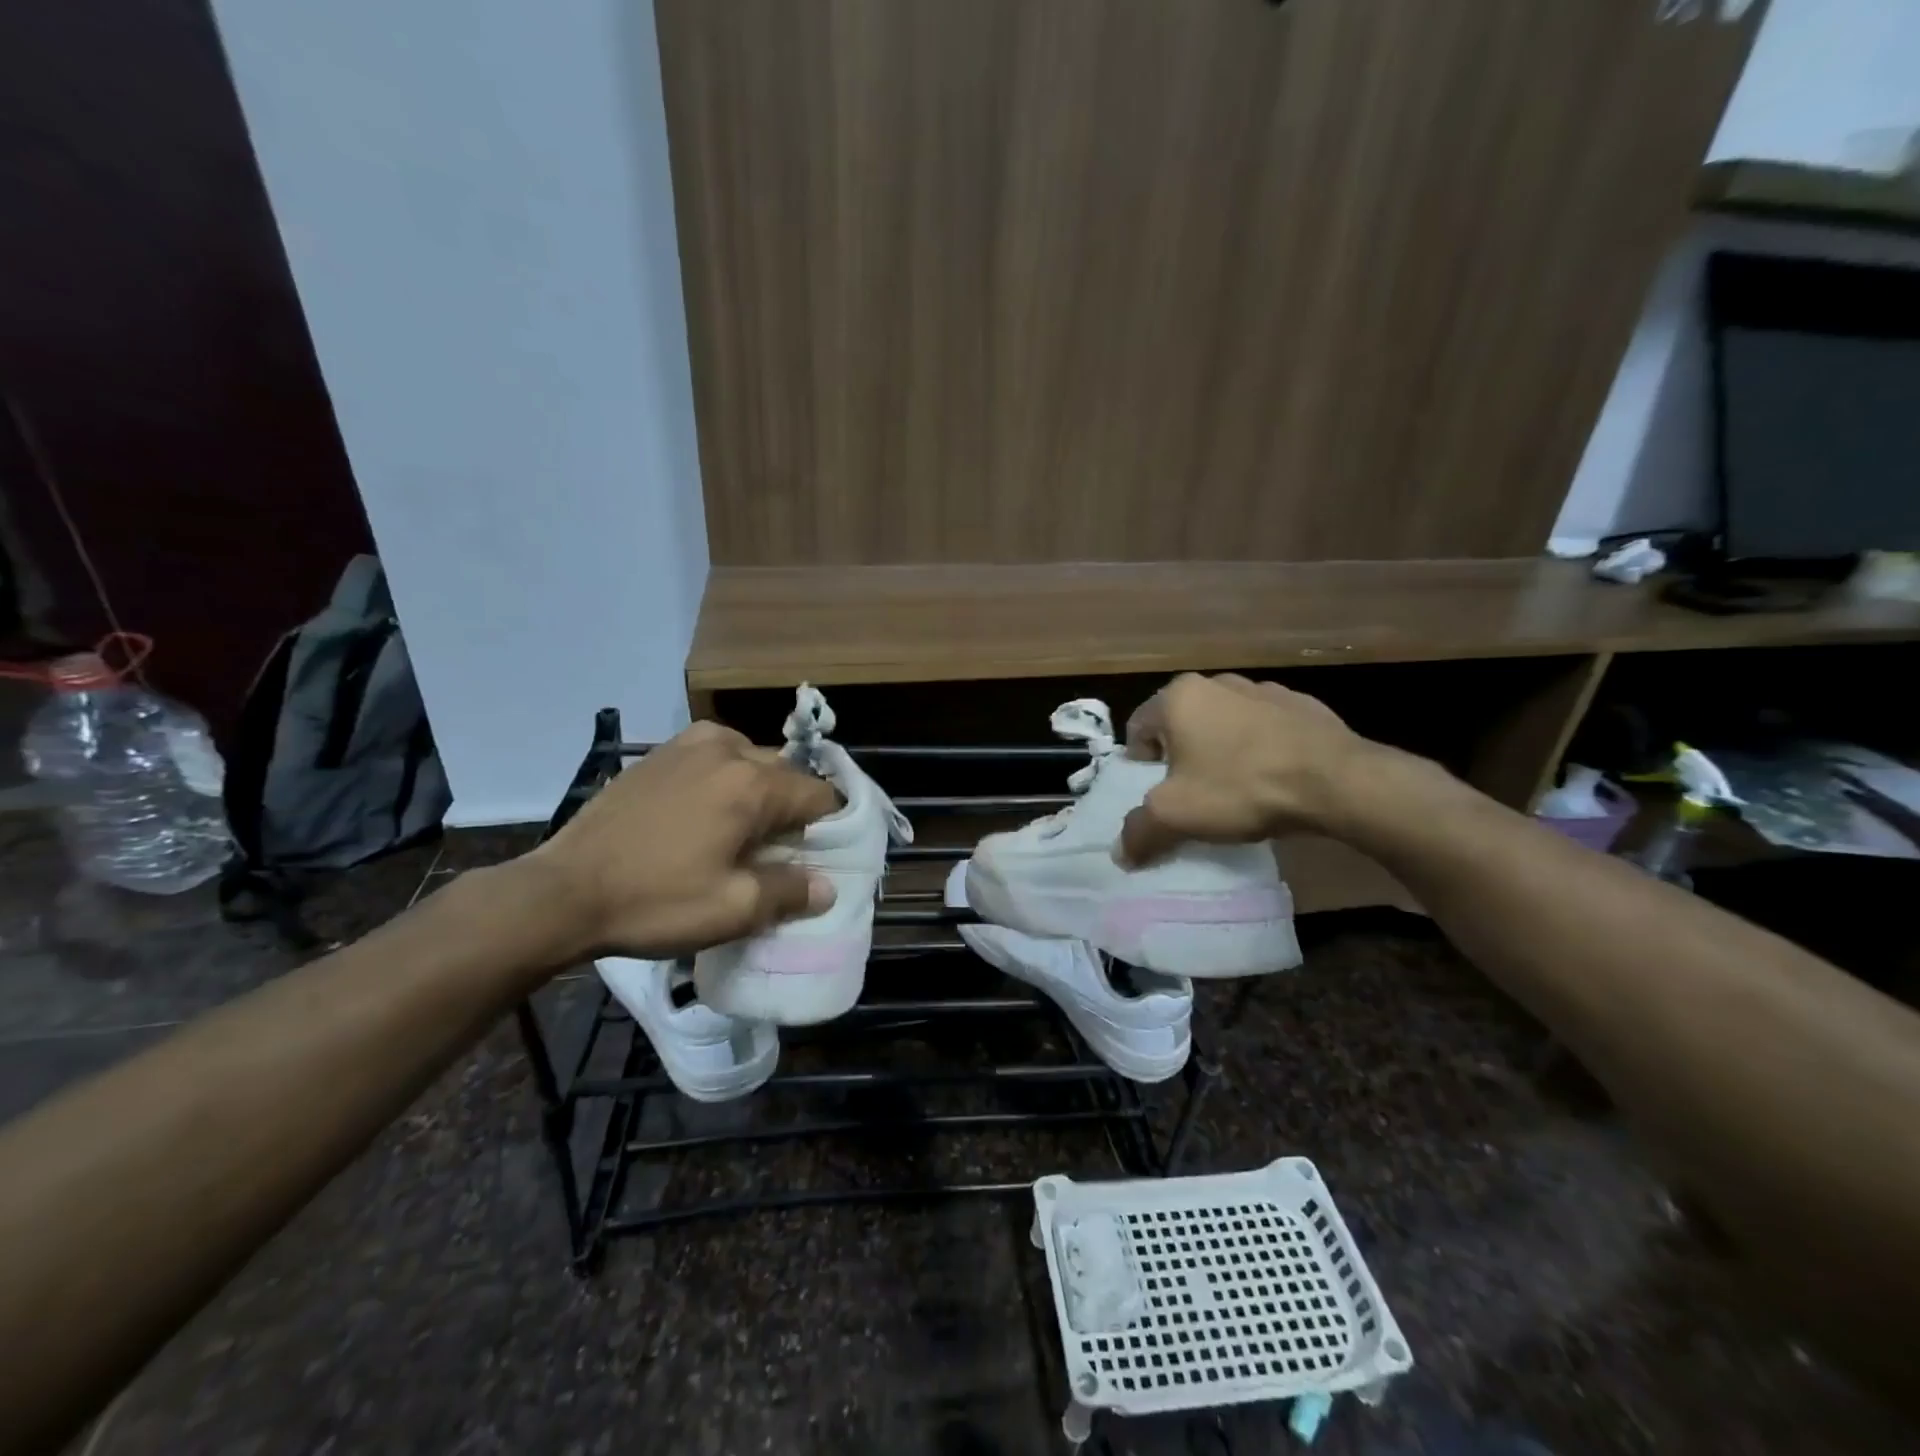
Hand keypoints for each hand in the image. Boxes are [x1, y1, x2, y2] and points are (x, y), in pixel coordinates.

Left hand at [524, 721, 840, 958]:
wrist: (562, 891)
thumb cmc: (655, 900)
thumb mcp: (732, 909)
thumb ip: (790, 892)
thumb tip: (826, 886)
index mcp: (753, 784)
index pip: (819, 794)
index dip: (830, 825)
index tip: (822, 854)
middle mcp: (728, 750)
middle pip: (786, 773)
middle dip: (793, 807)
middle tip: (780, 849)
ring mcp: (689, 746)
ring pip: (750, 759)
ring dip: (759, 788)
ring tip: (743, 827)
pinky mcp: (658, 754)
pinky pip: (713, 753)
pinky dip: (724, 774)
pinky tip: (707, 806)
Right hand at [1119, 673, 1370, 864]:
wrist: (1336, 781)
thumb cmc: (1241, 787)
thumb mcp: (1177, 816)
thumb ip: (1140, 831)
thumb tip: (1121, 854)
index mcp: (1178, 697)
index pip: (1138, 729)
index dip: (1141, 766)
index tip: (1160, 794)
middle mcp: (1217, 682)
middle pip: (1182, 724)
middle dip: (1182, 757)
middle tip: (1194, 793)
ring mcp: (1263, 689)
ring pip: (1224, 724)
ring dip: (1222, 750)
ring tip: (1236, 788)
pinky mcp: (1302, 705)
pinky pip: (1265, 728)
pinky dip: (1260, 748)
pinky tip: (1273, 778)